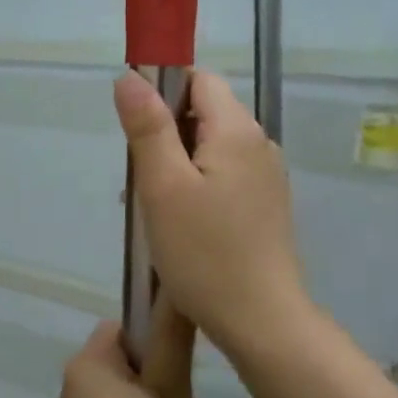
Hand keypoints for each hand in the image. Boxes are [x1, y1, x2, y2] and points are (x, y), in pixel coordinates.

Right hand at [114, 69, 306, 360]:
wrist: (261, 321)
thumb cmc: (204, 253)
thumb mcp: (163, 186)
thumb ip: (148, 127)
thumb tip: (130, 76)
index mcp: (237, 130)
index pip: (198, 80)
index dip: (163, 92)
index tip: (137, 130)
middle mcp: (259, 143)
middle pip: (204, 113)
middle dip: (166, 134)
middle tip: (140, 179)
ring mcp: (266, 176)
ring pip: (211, 147)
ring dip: (177, 164)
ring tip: (153, 207)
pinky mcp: (265, 204)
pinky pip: (224, 175)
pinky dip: (196, 185)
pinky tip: (180, 223)